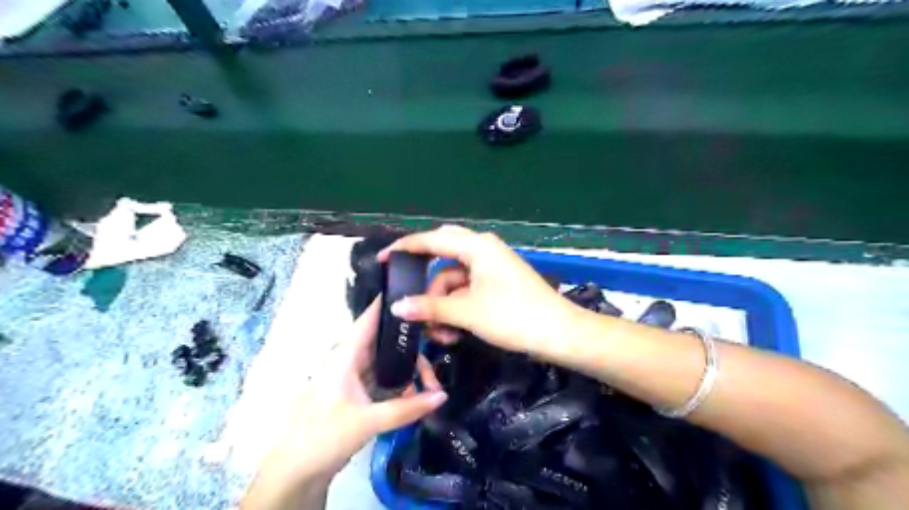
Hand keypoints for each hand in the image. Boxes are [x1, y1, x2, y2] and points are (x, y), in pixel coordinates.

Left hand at [247, 299, 446, 500]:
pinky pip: (383, 379)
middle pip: (386, 342)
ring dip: (408, 370)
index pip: (370, 318)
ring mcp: (353, 376)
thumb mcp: (368, 421)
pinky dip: (400, 384)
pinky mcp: (356, 393)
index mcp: (346, 355)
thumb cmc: (324, 435)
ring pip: (387, 362)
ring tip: (430, 386)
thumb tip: (443, 396)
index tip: (419, 294)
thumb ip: (407, 408)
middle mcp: (350, 359)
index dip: (391, 304)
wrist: (294, 470)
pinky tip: (415, 395)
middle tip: (436, 361)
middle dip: (412, 348)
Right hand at [377, 226, 573, 357]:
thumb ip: (430, 307)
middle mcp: (482, 250)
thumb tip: (397, 307)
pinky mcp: (496, 284)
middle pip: (442, 258)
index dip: (405, 248)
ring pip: (453, 280)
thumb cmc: (514, 316)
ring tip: (439, 335)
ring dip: (442, 306)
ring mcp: (490, 268)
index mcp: (476, 246)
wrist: (559, 334)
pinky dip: (457, 309)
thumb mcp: (467, 312)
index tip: (382, 260)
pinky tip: (453, 333)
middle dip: (425, 282)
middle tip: (407, 297)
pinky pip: (467, 291)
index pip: (432, 240)